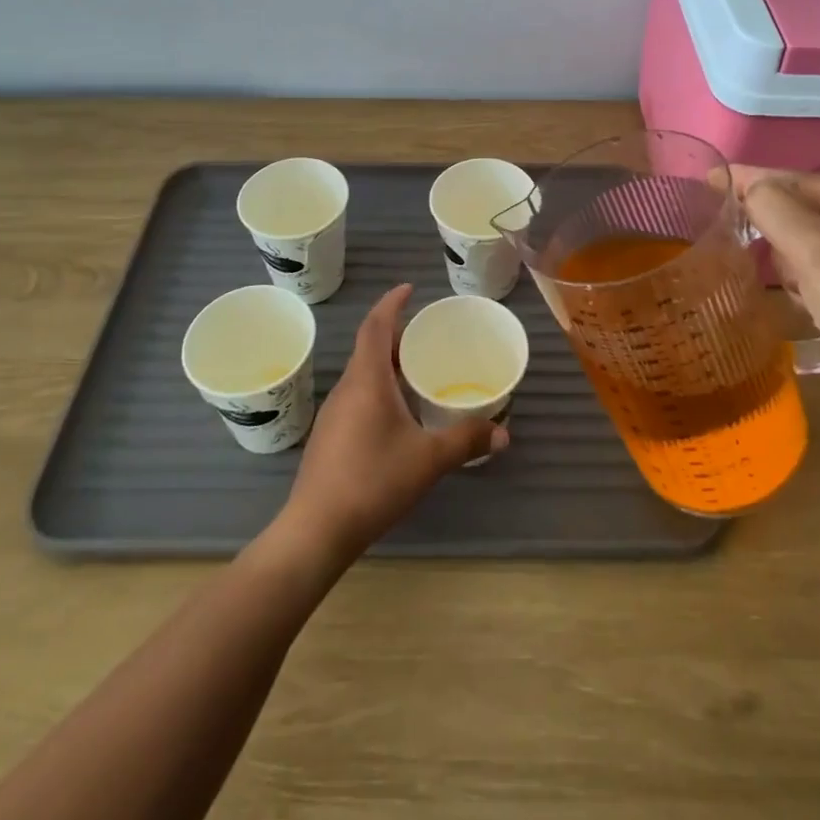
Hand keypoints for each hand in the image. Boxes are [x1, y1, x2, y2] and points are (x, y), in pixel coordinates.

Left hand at [282, 284, 506, 560]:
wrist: (316, 530)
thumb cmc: (373, 481)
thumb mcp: (428, 460)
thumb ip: (466, 441)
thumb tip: (503, 433)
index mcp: (367, 380)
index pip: (375, 326)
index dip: (391, 303)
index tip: (409, 288)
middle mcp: (347, 387)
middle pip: (369, 347)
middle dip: (395, 333)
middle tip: (426, 333)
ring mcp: (334, 413)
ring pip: (362, 373)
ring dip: (386, 362)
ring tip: (417, 368)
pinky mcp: (330, 436)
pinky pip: (357, 395)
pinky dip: (379, 387)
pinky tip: (398, 412)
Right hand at [732, 167, 819, 411]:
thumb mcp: (812, 246)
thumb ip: (772, 206)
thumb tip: (745, 188)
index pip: (801, 181)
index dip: (754, 179)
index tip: (710, 177)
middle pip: (800, 211)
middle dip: (782, 237)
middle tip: (777, 259)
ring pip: (798, 241)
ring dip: (790, 264)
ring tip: (803, 289)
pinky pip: (809, 266)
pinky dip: (799, 281)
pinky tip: (809, 303)